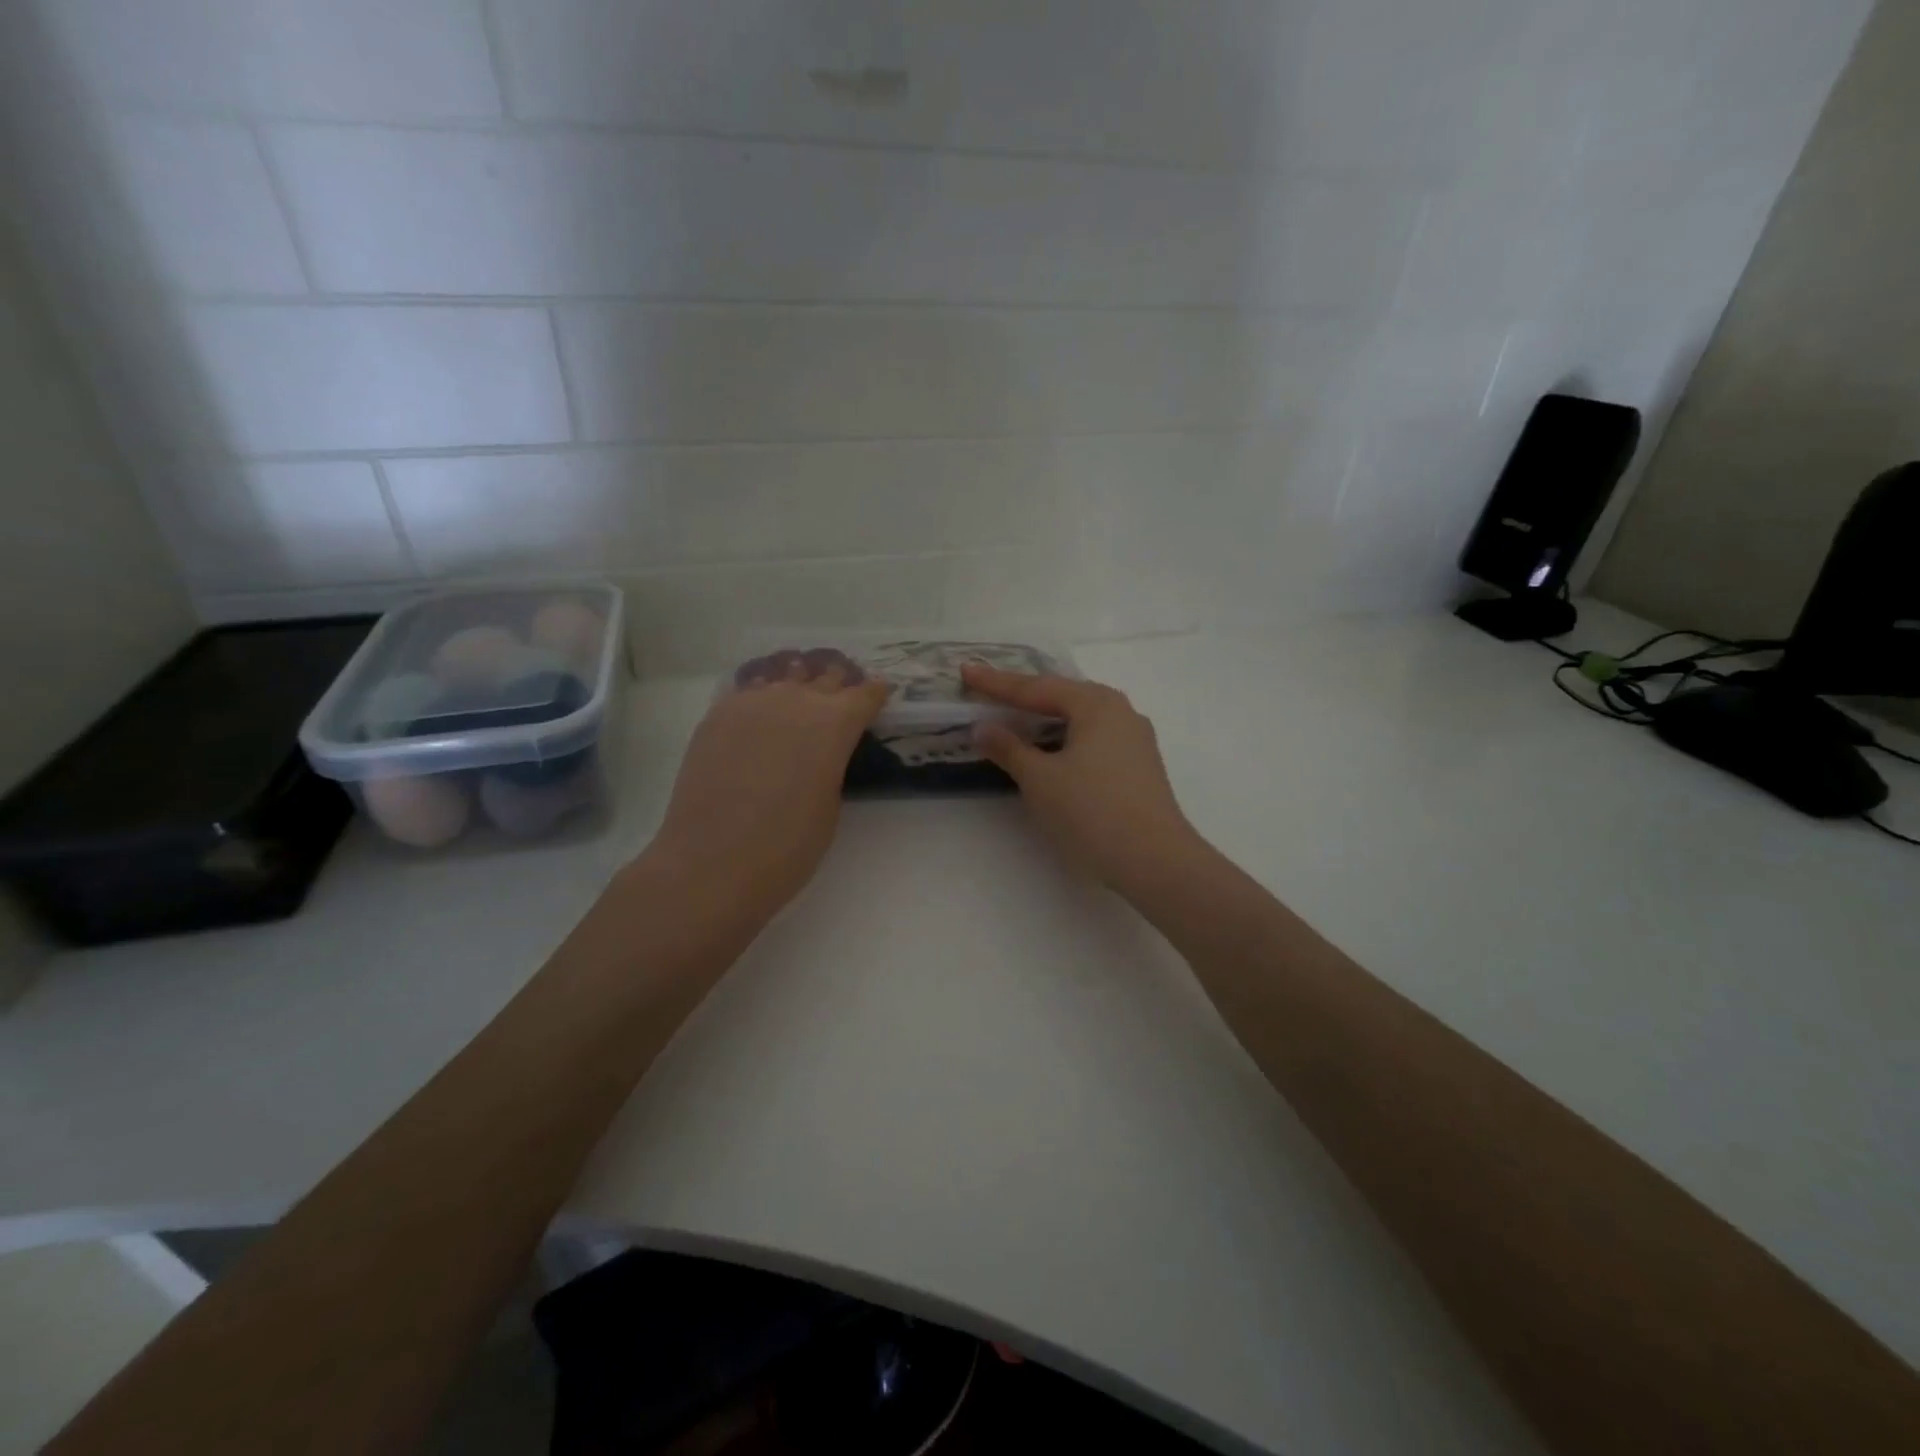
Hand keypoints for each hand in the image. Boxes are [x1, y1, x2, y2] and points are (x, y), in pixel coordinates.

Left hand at [646, 660, 888, 920]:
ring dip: (799, 683)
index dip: (874, 695)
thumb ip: (831, 764)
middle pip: (826, 677)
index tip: (878, 697)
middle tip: (842, 697)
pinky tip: (760, 713)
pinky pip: (749, 692)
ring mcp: (752, 702)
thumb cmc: (788, 846)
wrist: (712, 862)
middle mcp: (796, 700)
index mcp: (835, 723)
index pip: (865, 694)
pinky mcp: (717, 715)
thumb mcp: (830, 804)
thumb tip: (821, 752)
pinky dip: (762, 697)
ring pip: (785, 676)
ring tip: (801, 695)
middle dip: (838, 685)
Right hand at [962, 663, 1206, 896]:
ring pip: (1080, 718)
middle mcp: (1120, 711)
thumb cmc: (1091, 812)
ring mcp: (1135, 739)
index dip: (996, 683)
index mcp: (1095, 703)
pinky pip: (1093, 738)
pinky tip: (1052, 750)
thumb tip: (983, 727)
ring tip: (1015, 717)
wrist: (1155, 860)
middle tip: (988, 691)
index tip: (965, 671)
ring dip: (1045, 718)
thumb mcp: (1040, 779)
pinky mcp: (1139, 765)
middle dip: (1023, 695)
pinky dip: (1065, 737)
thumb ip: (1009, 748)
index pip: (1035, 687)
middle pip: (1062, 696)